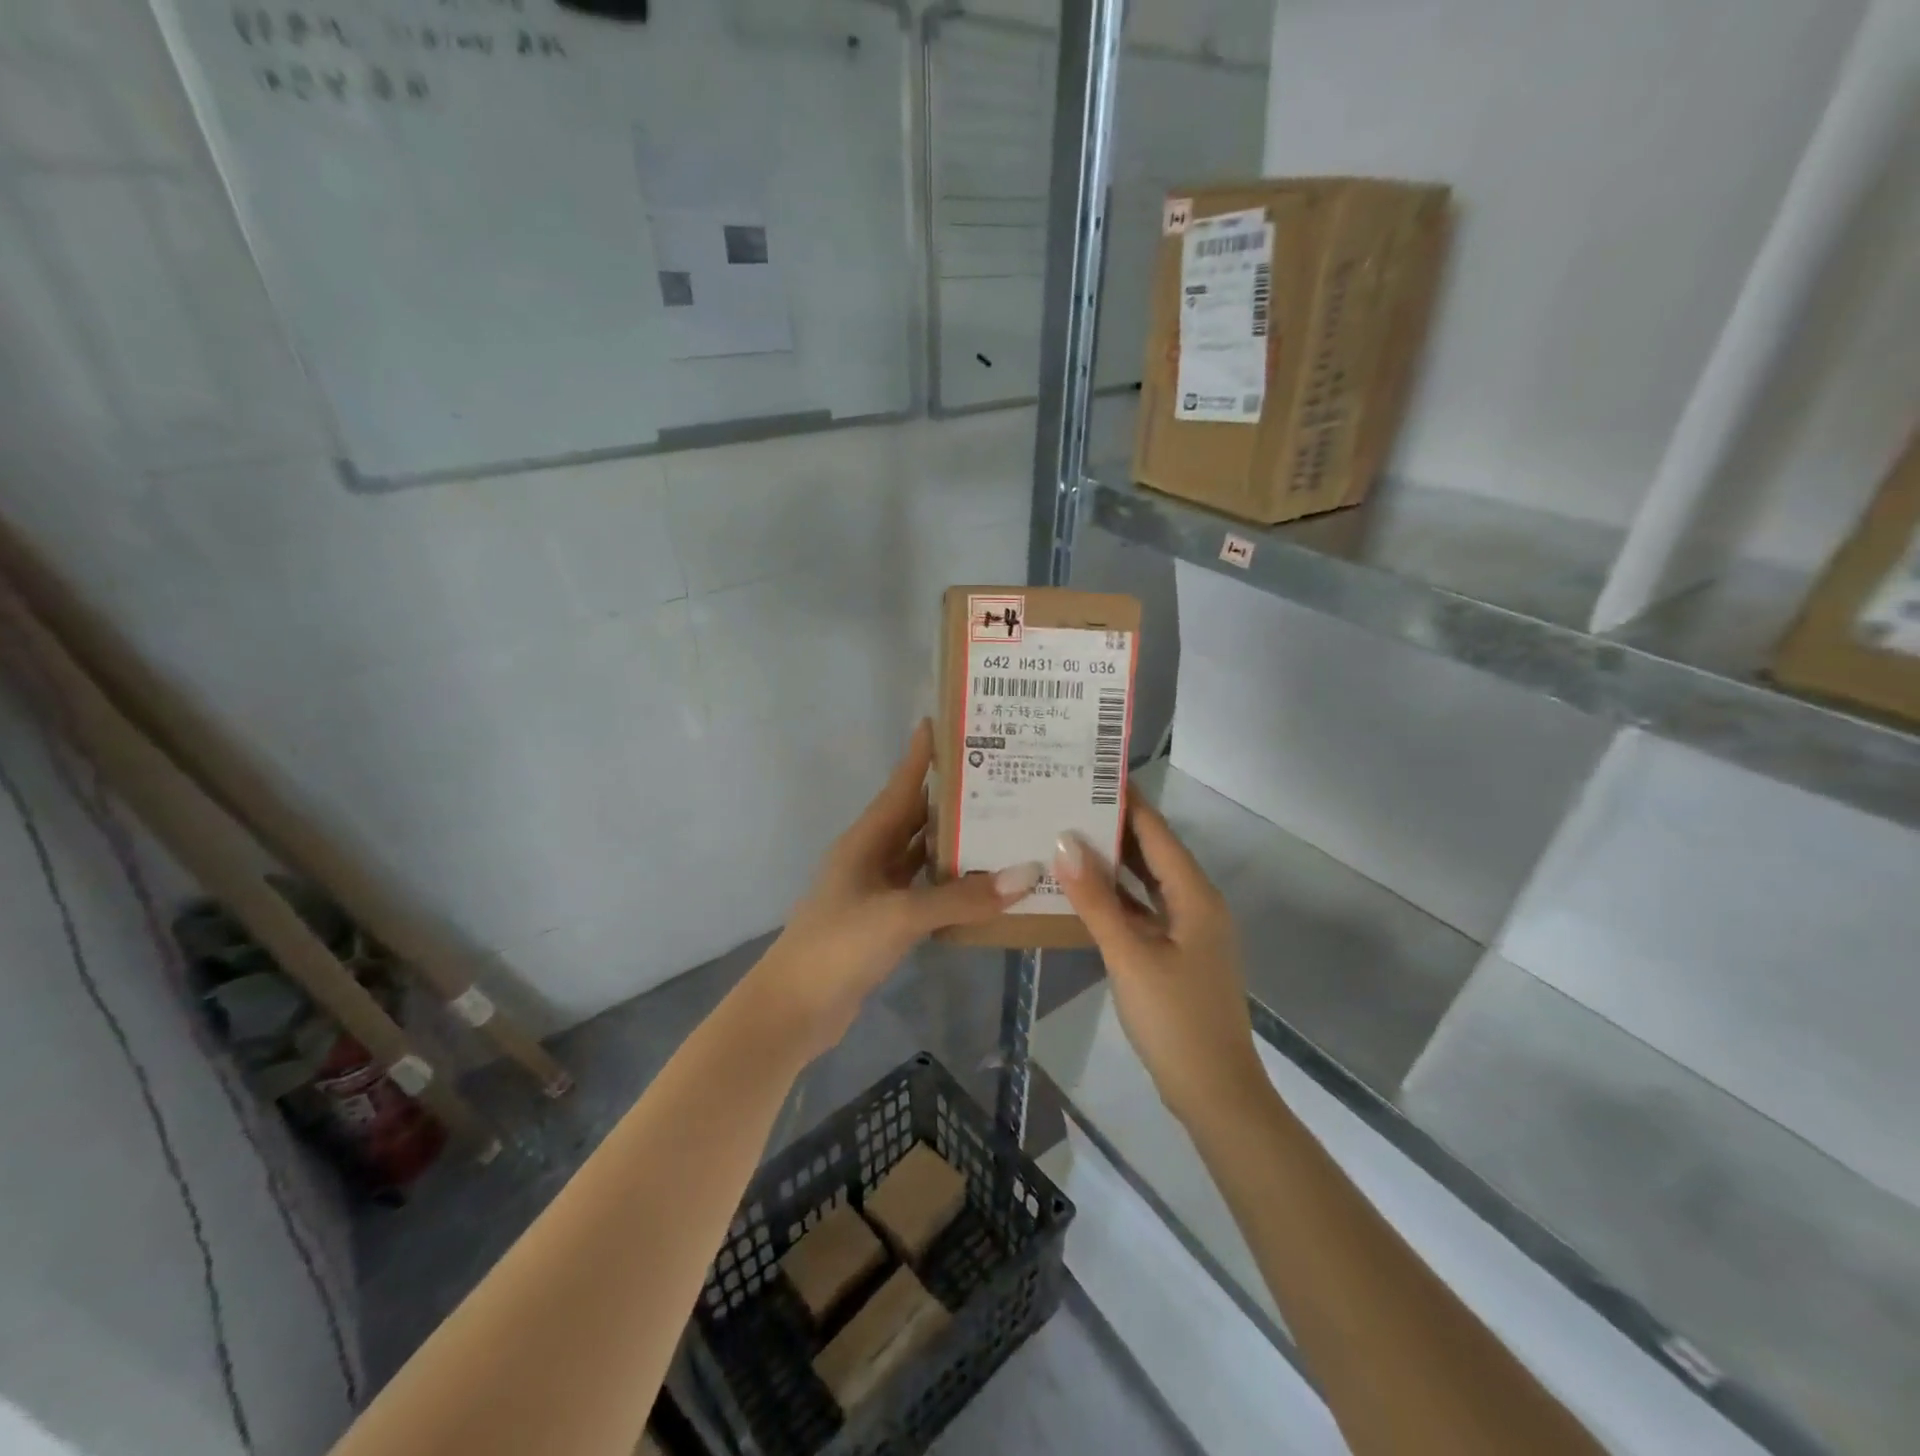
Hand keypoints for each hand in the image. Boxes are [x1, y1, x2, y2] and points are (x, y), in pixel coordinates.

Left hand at [746, 719, 1043, 1060]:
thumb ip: (961, 897)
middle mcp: (872, 857)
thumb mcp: (900, 916)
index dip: (922, 755)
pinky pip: (926, 893)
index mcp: (866, 840)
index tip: (949, 722)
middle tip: (1002, 776)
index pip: (901, 786)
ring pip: (924, 856)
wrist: (794, 1010)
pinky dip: (953, 887)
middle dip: (954, 798)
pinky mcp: (886, 923)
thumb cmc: (838, 947)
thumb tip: (1027, 873)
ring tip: (1007, 825)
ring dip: (958, 844)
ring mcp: (878, 892)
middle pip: (917, 818)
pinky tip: (987, 887)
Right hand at [1054, 799, 1266, 1125]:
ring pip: (1148, 883)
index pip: (1157, 833)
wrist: (1214, 1091)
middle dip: (1114, 827)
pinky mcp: (1178, 953)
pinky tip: (1084, 892)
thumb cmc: (1174, 1019)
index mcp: (1195, 895)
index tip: (1092, 771)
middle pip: (1153, 853)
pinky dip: (1118, 898)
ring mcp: (1189, 931)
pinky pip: (1145, 911)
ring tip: (1068, 834)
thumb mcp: (1129, 955)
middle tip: (1068, 800)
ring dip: (1113, 863)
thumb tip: (1064, 841)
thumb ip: (1096, 899)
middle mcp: (1197, 904)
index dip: (1127, 801)